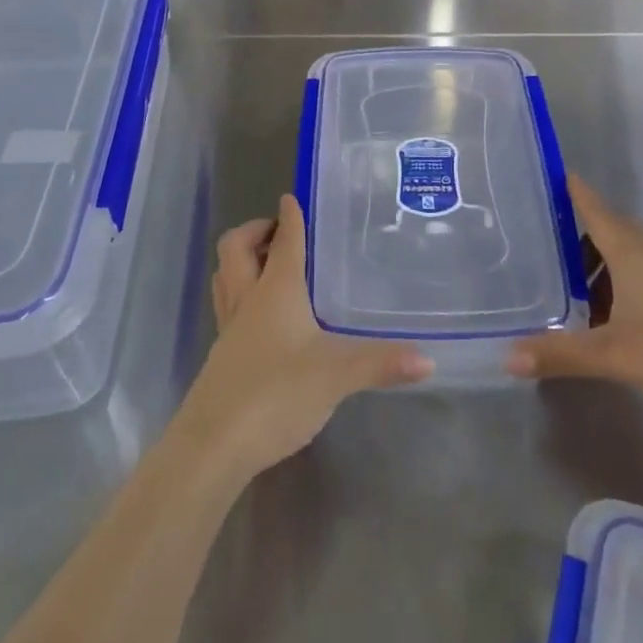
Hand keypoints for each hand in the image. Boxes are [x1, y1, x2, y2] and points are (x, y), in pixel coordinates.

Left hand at [176, 195, 431, 481]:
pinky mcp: (221, 356)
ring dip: (241, 260)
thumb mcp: (337, 376)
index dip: (289, 217)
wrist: (213, 445)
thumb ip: (381, 364)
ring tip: (267, 264)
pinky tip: (263, 318)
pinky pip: (227, 307)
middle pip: (235, 249)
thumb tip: (428, 360)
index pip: (282, 241)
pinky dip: (241, 294)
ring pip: (224, 276)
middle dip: (254, 231)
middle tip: (278, 232)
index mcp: (275, 291)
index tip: (292, 198)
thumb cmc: (276, 393)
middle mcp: (247, 300)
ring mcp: (229, 328)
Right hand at [506, 174, 642, 429]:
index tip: (551, 172)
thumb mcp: (615, 355)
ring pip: (626, 259)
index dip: (575, 191)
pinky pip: (638, 281)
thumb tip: (506, 356)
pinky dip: (614, 286)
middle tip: (544, 240)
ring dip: (597, 264)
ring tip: (565, 285)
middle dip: (579, 231)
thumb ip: (560, 354)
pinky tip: (603, 317)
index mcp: (633, 256)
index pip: (597, 211)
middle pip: (611, 231)